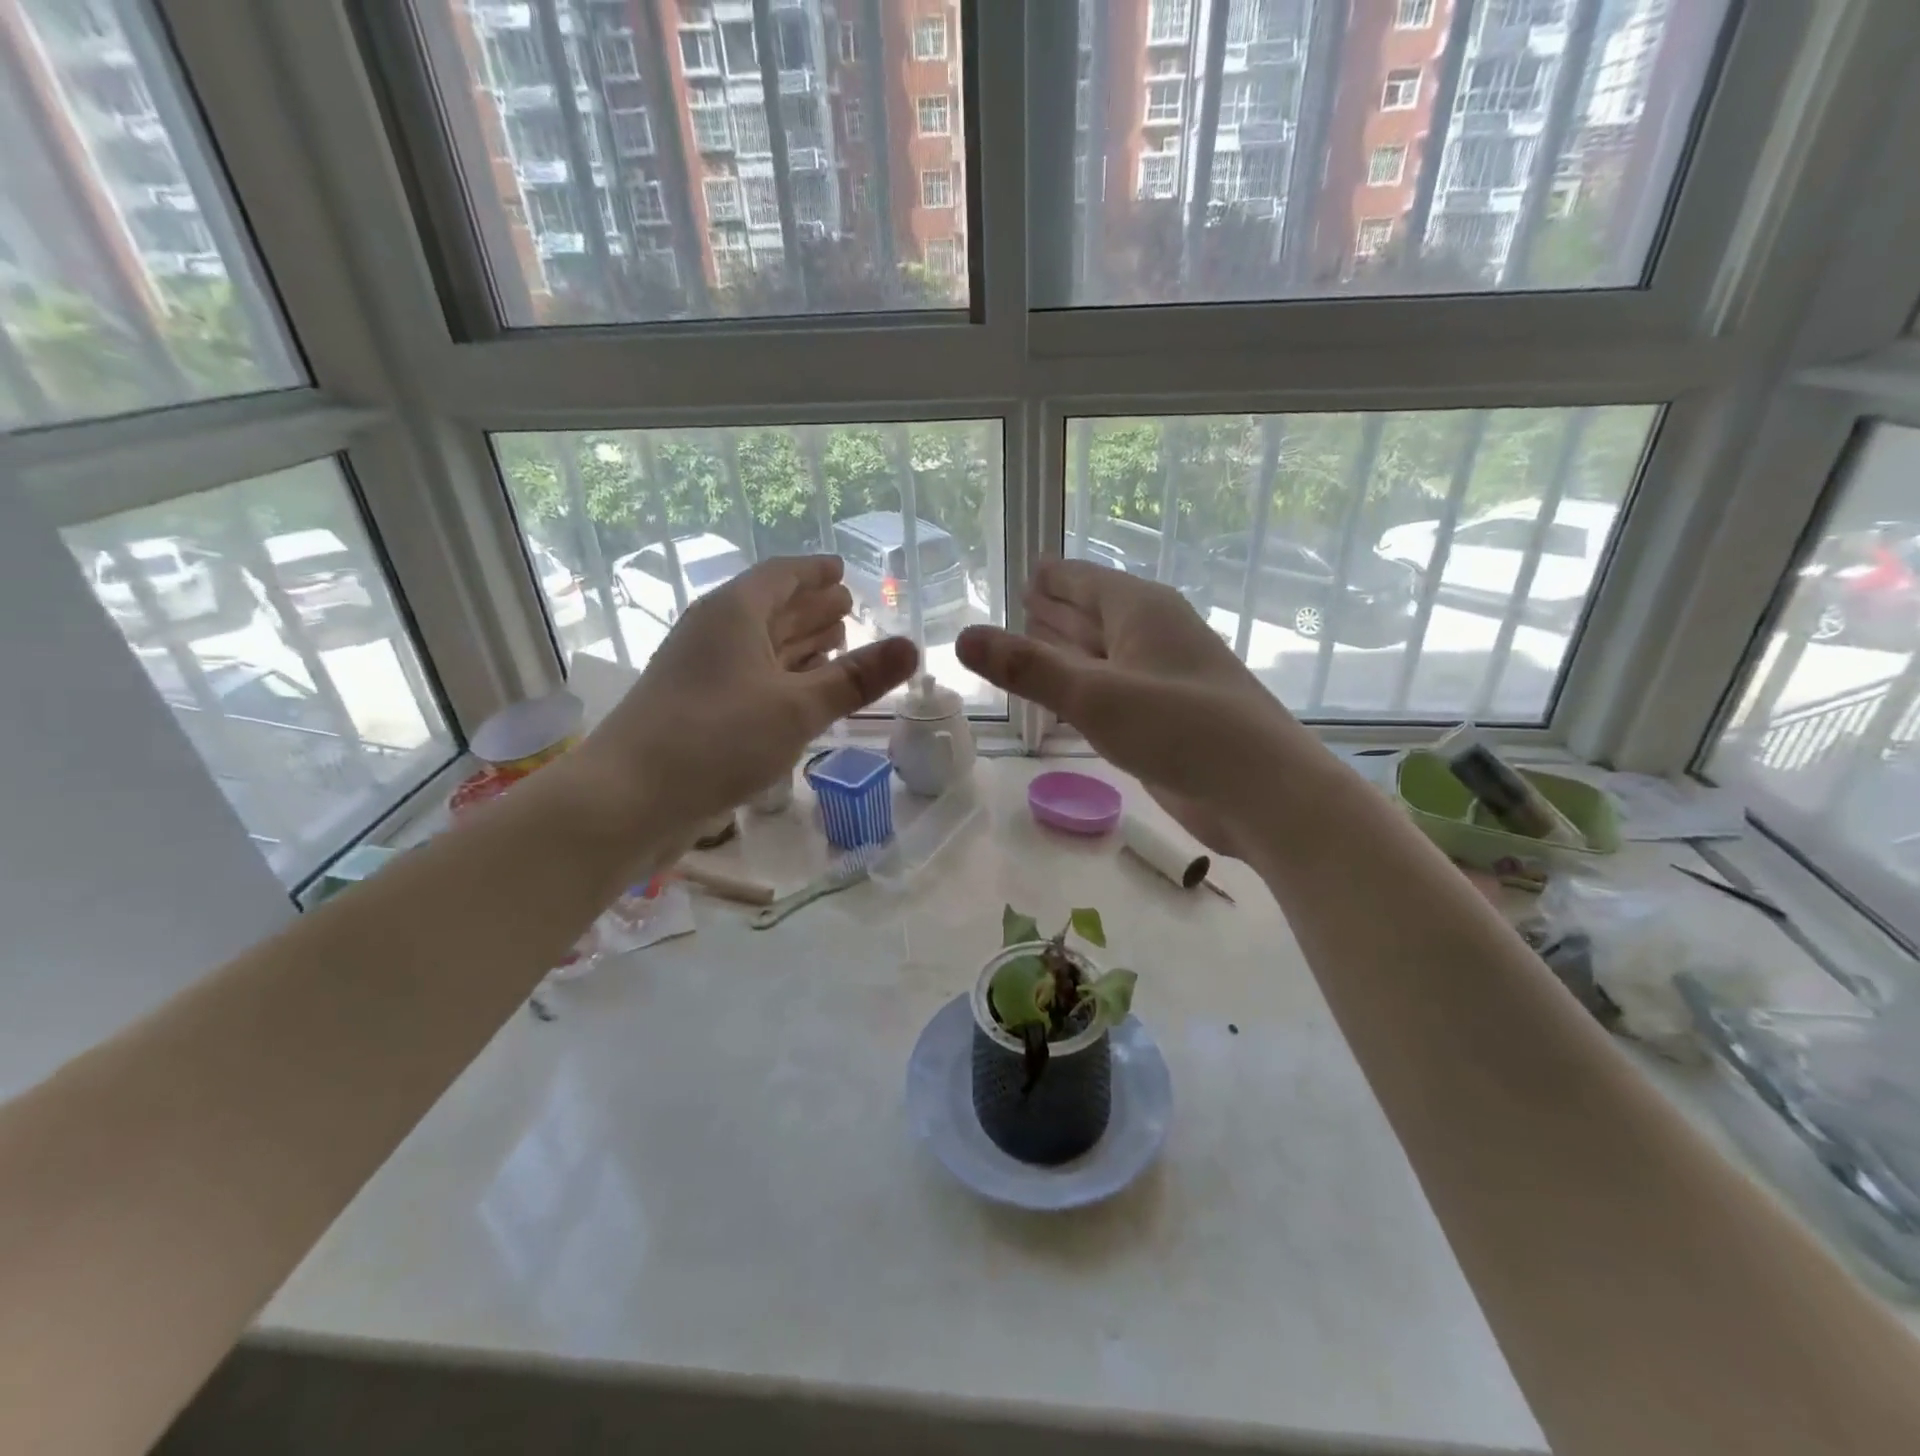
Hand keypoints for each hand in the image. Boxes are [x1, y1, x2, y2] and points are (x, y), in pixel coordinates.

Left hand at [575, 555, 917, 841]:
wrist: (628, 799)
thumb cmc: (717, 738)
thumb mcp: (798, 707)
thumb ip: (856, 678)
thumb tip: (912, 646)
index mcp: (734, 613)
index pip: (781, 575)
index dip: (815, 571)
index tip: (842, 571)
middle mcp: (715, 634)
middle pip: (771, 608)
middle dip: (811, 607)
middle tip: (849, 606)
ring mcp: (703, 673)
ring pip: (760, 646)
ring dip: (797, 642)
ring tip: (834, 641)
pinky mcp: (698, 710)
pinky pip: (751, 678)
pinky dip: (781, 676)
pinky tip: (800, 691)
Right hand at [957, 560, 1308, 858]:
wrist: (1261, 792)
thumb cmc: (1181, 728)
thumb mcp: (1095, 695)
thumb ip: (1028, 667)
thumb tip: (962, 637)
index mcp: (1141, 609)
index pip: (1083, 580)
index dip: (1051, 575)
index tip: (1023, 568)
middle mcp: (1151, 634)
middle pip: (1093, 611)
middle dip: (1056, 607)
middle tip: (1017, 599)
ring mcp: (1160, 676)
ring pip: (1102, 651)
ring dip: (1068, 646)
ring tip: (1028, 638)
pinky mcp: (1163, 716)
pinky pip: (1111, 686)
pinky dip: (1084, 684)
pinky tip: (1065, 692)